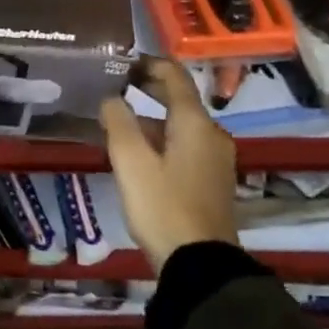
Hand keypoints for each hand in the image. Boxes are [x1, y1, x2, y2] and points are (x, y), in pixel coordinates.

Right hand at [100, 57, 238, 268]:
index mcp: (195, 123)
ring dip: (152, 118)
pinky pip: (185, 146)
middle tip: (116, 87)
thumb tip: (111, 97)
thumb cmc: (162, 205)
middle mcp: (212, 135)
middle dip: (148, 89)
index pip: (174, 76)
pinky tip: (139, 155)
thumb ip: (118, 121)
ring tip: (119, 124)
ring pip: (181, 126)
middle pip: (180, 100)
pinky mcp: (213, 181)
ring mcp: (216, 160)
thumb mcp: (130, 161)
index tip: (121, 63)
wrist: (199, 264)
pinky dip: (162, 139)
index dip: (148, 64)